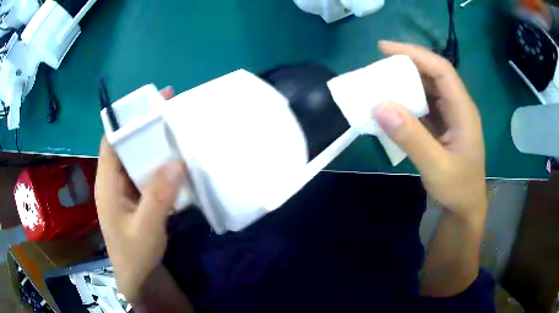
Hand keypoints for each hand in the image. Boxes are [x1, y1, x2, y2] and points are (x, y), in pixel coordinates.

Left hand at [95, 86, 185, 302]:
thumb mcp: (146, 227)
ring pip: (136, 160)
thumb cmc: (134, 255)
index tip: (149, 105)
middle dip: (144, 129)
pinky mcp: (135, 198)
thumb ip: (159, 196)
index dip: (126, 121)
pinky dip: (158, 165)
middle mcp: (113, 181)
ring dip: (153, 147)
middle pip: (125, 146)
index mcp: (107, 183)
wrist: (136, 277)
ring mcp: (124, 190)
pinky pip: (145, 174)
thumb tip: (177, 160)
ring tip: (176, 134)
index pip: (111, 141)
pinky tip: (174, 163)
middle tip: (170, 115)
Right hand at [374, 41, 486, 222]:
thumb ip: (411, 138)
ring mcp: (451, 116)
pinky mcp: (443, 125)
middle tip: (378, 66)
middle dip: (407, 65)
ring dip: (406, 82)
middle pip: (434, 74)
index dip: (415, 54)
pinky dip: (408, 100)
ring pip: (428, 88)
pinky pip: (424, 104)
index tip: (384, 49)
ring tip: (381, 82)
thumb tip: (380, 105)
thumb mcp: (436, 167)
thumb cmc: (457, 189)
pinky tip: (393, 105)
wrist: (465, 207)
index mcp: (463, 110)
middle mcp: (458, 107)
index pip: (441, 70)